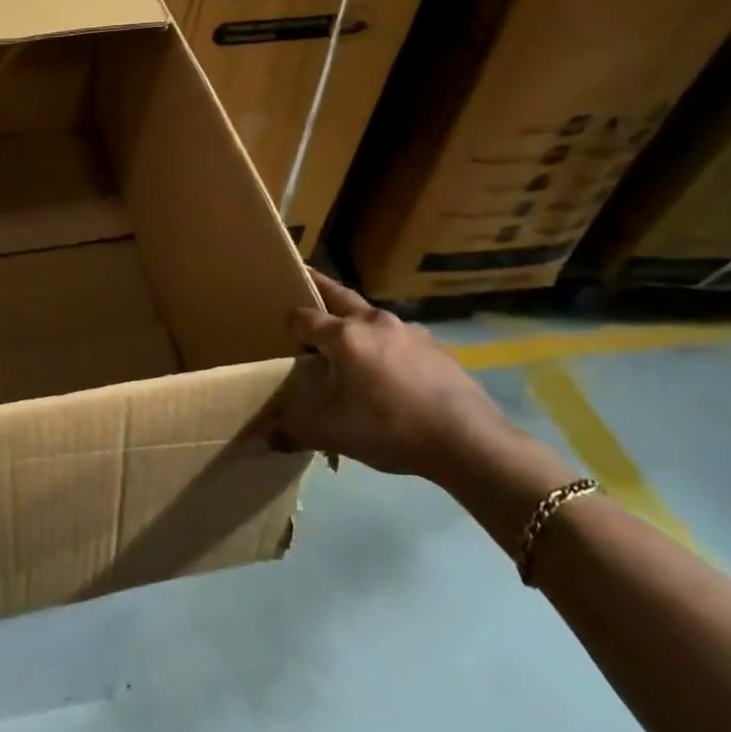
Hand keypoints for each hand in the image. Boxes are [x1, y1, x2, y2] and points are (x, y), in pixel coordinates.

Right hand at [278, 271, 510, 482]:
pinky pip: (398, 337)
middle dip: (318, 291)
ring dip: (355, 323)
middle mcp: (374, 322)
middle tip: (303, 290)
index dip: (289, 324)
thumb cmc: (392, 429)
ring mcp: (409, 330)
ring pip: (371, 317)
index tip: (281, 334)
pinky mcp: (435, 346)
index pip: (303, 317)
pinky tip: (390, 373)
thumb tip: (261, 439)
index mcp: (344, 335)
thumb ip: (295, 431)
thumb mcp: (335, 435)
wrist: (469, 441)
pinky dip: (385, 345)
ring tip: (349, 347)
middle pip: (338, 295)